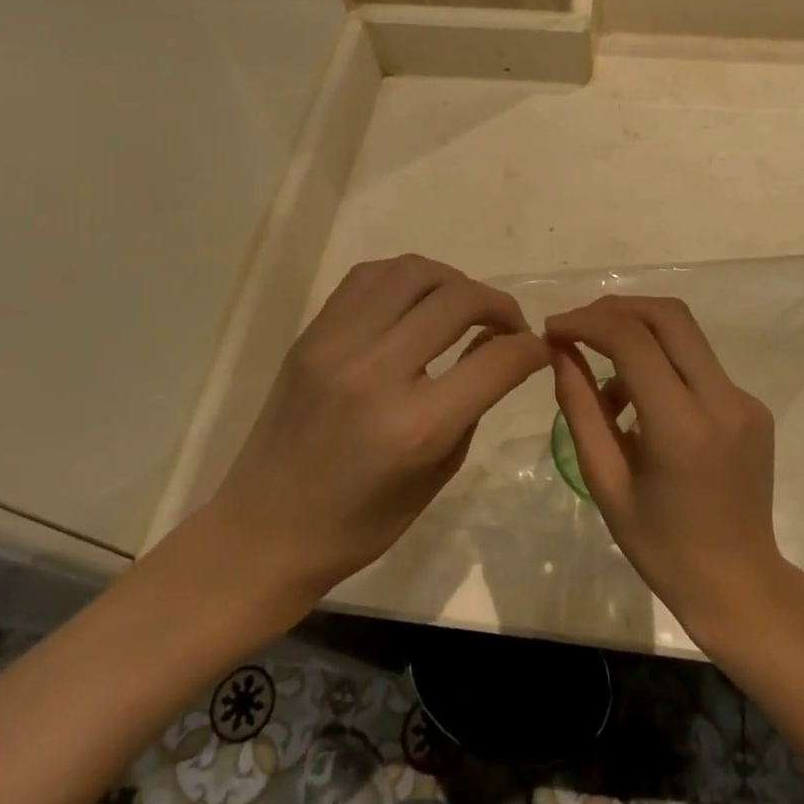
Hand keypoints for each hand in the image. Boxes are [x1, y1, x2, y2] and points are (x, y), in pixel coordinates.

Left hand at [210, 256, 547, 605]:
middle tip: (507, 326)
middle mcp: (377, 371)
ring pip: (414, 271)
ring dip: (453, 281)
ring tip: (462, 306)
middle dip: (499, 305)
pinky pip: (368, 277)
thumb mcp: (437, 472)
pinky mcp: (311, 334)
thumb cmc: (359, 523)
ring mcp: (337, 344)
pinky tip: (415, 301)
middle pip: (459, 299)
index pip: (498, 359)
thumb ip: (476, 403)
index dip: (532, 348)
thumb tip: (502, 349)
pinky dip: (405, 279)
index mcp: (416, 426)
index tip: (540, 348)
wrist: (263, 531)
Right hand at [547, 296, 786, 634]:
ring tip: (608, 387)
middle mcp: (722, 400)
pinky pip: (701, 366)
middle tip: (577, 329)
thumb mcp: (605, 481)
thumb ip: (580, 409)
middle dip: (616, 309)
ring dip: (639, 335)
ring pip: (687, 334)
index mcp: (681, 426)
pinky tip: (644, 407)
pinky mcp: (754, 406)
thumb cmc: (660, 545)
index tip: (553, 329)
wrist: (738, 584)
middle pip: (668, 316)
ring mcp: (745, 400)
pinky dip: (664, 365)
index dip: (587, 322)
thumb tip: (561, 351)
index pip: (632, 340)